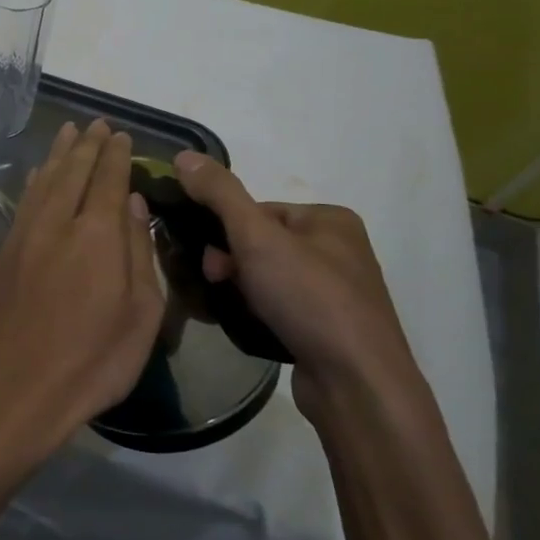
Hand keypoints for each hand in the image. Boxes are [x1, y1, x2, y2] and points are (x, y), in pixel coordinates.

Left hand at [0, 119, 164, 463]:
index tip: (122, 135)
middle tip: (97, 124)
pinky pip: (24, 203)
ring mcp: (26, 236)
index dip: (116, 156)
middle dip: (88, 145)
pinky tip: (40, 172)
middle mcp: (59, 224)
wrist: (20, 387)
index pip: (109, 180)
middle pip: (74, 172)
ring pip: (45, 181)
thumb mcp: (142, 314)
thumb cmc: (95, 359)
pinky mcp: (5, 253)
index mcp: (98, 236)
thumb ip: (139, 252)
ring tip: (69, 132)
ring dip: (59, 154)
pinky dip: (35, 181)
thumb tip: (134, 204)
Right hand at [172, 152, 419, 419]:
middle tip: (218, 285)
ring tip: (229, 310)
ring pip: (268, 278)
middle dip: (231, 264)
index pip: (258, 211)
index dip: (226, 232)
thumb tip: (184, 156)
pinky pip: (282, 308)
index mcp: (330, 220)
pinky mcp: (330, 329)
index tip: (211, 261)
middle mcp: (340, 251)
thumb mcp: (256, 236)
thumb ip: (220, 194)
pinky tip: (249, 327)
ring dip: (241, 290)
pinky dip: (260, 313)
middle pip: (261, 244)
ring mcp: (338, 293)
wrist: (356, 383)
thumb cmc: (309, 298)